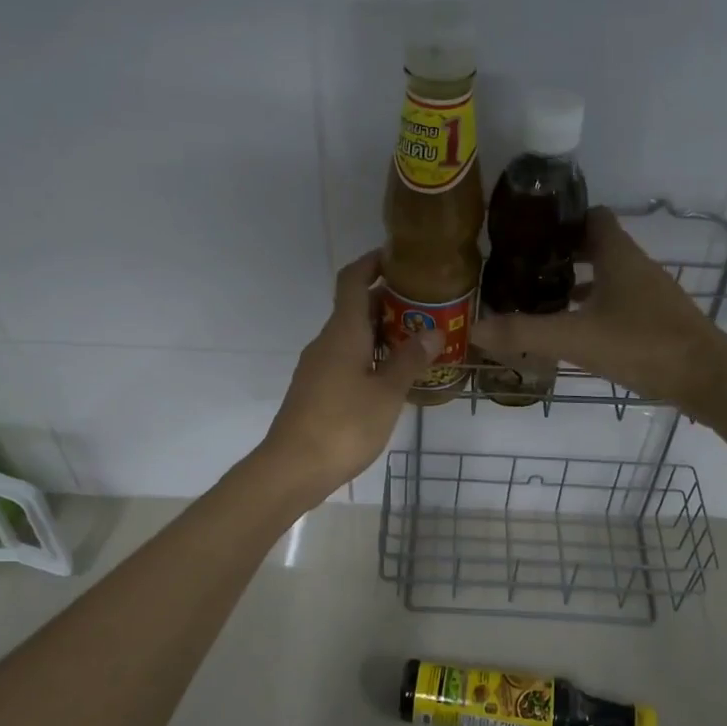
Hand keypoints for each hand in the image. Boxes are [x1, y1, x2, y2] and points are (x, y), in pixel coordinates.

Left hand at [258, 250, 437, 503]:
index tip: (398, 257)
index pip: (352, 281)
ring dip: (380, 332)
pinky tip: (392, 374)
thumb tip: (433, 331)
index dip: (372, 263)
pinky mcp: (316, 389)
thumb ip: (410, 360)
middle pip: (354, 308)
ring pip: (351, 336)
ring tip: (417, 340)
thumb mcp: (387, 393)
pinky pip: (346, 358)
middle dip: (387, 301)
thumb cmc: (344, 425)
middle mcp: (326, 342)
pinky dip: (369, 355)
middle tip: (425, 306)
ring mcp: (317, 366)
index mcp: (343, 332)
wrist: (293, 468)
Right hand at [474, 208, 726, 414]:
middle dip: (563, 254)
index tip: (529, 232)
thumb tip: (475, 328)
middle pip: (598, 247)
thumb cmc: (642, 345)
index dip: (562, 220)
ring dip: (579, 283)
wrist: (707, 380)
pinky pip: (619, 303)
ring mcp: (651, 295)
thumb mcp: (576, 339)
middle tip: (525, 268)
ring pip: (608, 277)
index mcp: (619, 256)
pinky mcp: (657, 321)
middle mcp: (637, 268)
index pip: (591, 217)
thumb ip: (525, 333)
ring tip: (541, 298)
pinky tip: (576, 331)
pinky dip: (596, 309)